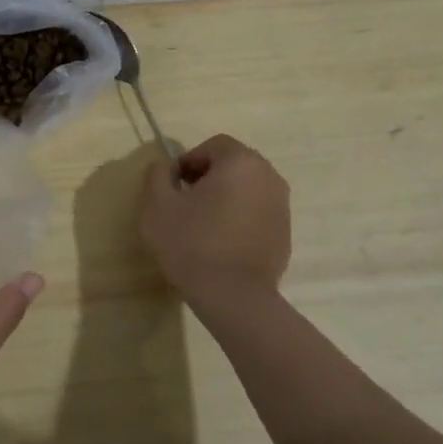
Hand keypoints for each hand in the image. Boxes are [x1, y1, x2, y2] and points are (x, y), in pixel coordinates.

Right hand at [138, 134, 291, 313]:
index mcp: (241, 162)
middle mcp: (269, 177)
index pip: (213, 145)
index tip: (173, 187)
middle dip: (207, 178)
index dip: (188, 161)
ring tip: (201, 225)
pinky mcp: (284, 233)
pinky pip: (256, 213)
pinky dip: (239, 218)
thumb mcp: (157, 204)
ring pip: (246, 189)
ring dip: (224, 198)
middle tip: (184, 204)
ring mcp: (282, 206)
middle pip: (232, 165)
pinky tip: (221, 244)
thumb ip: (158, 174)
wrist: (234, 298)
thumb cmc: (192, 244)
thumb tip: (167, 166)